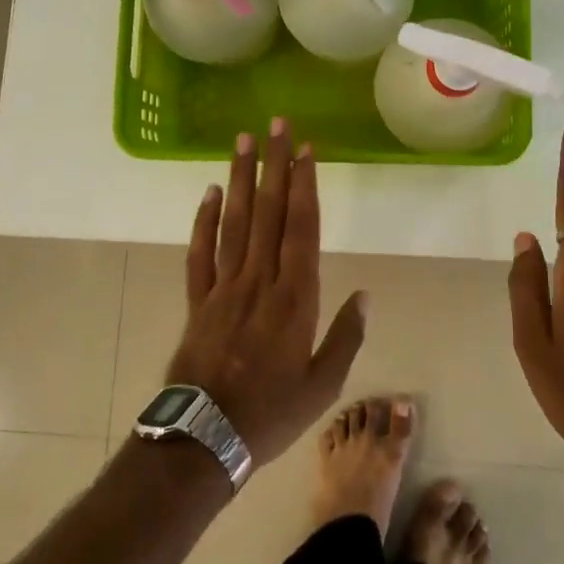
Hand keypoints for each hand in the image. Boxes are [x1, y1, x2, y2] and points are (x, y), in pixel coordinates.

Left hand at [167, 120, 365, 466]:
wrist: (205, 439)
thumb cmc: (272, 413)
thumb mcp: (323, 385)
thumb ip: (346, 337)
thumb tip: (366, 295)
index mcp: (296, 298)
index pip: (301, 228)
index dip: (304, 186)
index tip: (306, 150)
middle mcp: (260, 281)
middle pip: (268, 212)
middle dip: (274, 165)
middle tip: (276, 125)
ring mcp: (224, 287)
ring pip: (234, 222)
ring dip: (240, 179)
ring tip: (243, 141)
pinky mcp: (197, 299)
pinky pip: (200, 252)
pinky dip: (204, 220)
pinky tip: (210, 192)